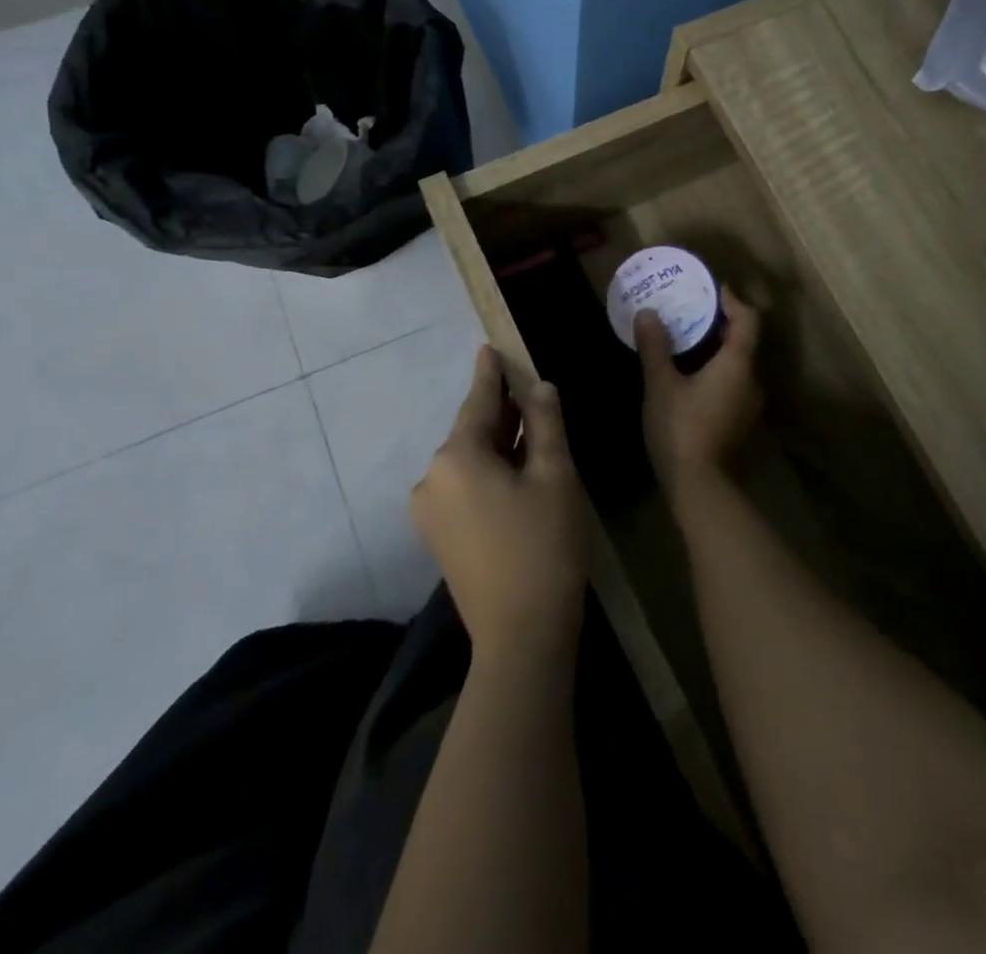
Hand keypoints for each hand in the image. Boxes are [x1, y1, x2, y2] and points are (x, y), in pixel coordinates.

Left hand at [412, 346, 589, 658]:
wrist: (521, 637)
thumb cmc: (544, 546)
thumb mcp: (554, 476)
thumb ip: (545, 424)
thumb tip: (539, 388)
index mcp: (457, 456)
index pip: (479, 401)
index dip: (490, 374)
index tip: (489, 348)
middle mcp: (432, 477)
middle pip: (472, 431)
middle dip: (501, 412)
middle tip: (527, 391)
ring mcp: (430, 511)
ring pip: (469, 461)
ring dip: (497, 444)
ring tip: (529, 431)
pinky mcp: (439, 537)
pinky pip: (464, 486)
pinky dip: (489, 472)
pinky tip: (515, 472)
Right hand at [635, 286, 762, 506]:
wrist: (701, 488)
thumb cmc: (681, 428)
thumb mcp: (660, 385)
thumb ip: (655, 347)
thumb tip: (648, 313)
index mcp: (738, 364)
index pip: (748, 320)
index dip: (733, 301)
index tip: (712, 289)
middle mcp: (752, 381)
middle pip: (745, 341)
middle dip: (721, 324)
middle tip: (691, 312)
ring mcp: (750, 405)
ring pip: (739, 365)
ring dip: (718, 350)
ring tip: (687, 342)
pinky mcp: (741, 424)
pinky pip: (733, 384)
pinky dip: (717, 372)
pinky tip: (691, 378)